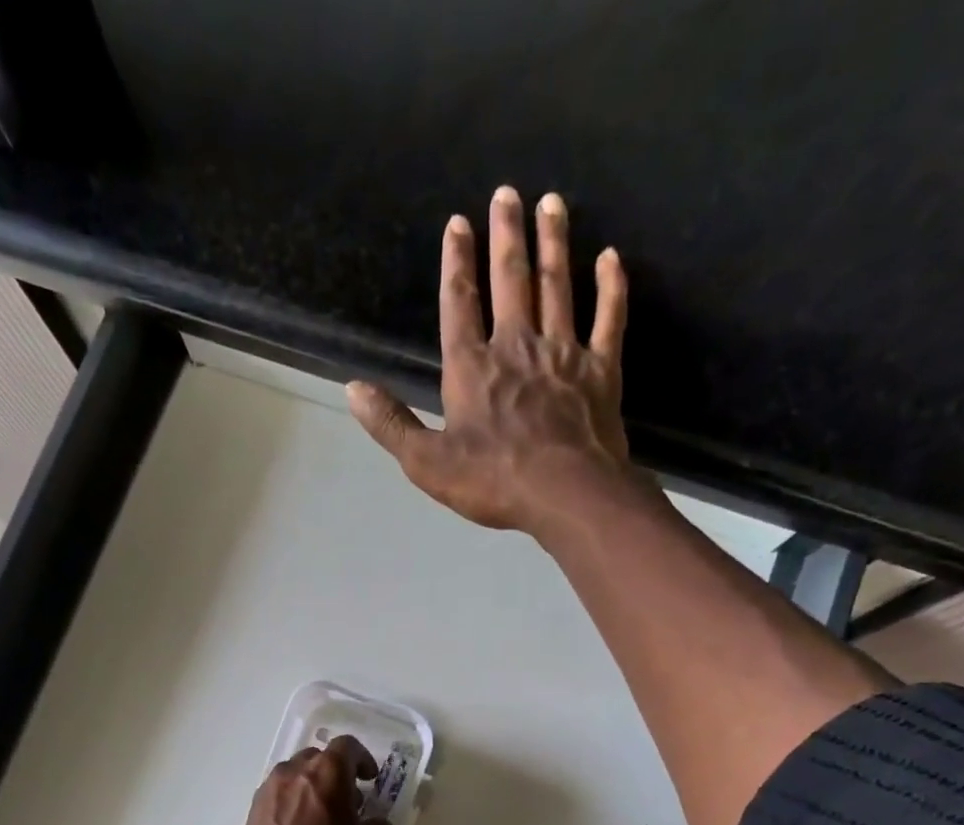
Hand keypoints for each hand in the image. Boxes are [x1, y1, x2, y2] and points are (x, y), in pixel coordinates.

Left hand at [236, 735, 391, 824]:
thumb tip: (378, 824)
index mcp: (328, 772)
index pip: (347, 746)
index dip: (362, 759)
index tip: (369, 779)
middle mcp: (295, 771)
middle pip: (318, 758)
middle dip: (335, 774)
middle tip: (347, 801)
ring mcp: (269, 789)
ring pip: (295, 775)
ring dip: (311, 787)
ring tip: (321, 817)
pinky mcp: (253, 810)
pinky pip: (278, 795)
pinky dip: (291, 803)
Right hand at [347, 186, 639, 538]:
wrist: (566, 494)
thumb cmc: (492, 480)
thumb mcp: (426, 462)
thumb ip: (390, 424)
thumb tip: (352, 390)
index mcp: (472, 368)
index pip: (459, 303)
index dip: (456, 262)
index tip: (458, 223)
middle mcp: (517, 347)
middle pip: (510, 280)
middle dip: (507, 234)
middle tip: (508, 192)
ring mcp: (563, 354)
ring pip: (557, 287)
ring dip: (553, 244)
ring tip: (552, 203)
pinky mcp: (601, 371)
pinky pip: (609, 319)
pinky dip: (610, 287)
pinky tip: (610, 258)